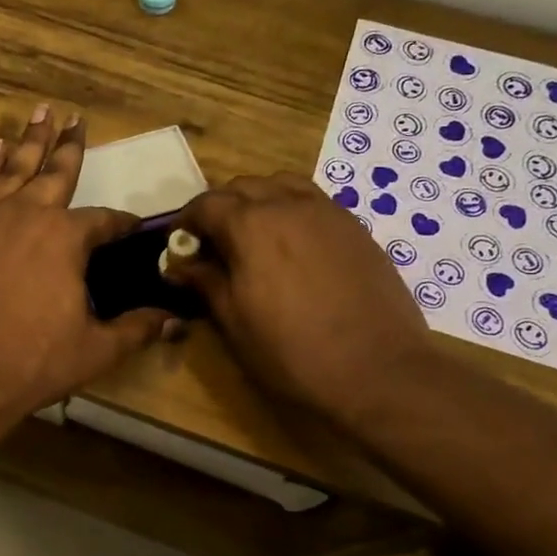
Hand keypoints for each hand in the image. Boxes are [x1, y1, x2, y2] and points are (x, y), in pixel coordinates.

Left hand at [0, 106, 171, 428]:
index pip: (104, 221)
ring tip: (38, 114)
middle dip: (69, 145)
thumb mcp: (97, 349)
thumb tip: (176, 321)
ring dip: (28, 141)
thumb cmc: (34, 361)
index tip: (131, 226)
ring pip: (12, 168)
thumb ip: (137, 328)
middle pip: (55, 171)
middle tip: (75, 117)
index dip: (121, 224)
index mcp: (66, 237)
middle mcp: (28, 213)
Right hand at [166, 174, 435, 430]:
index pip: (206, 204)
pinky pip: (313, 202)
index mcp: (251, 225)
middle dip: (221, 207)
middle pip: (244, 186)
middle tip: (213, 243)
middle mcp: (288, 205)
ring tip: (254, 235)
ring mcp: (327, 213)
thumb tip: (180, 264)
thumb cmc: (291, 351)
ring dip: (259, 200)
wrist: (377, 369)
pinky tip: (292, 245)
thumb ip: (205, 282)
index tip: (180, 244)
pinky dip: (292, 210)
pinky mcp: (355, 228)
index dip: (187, 221)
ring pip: (282, 185)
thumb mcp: (234, 320)